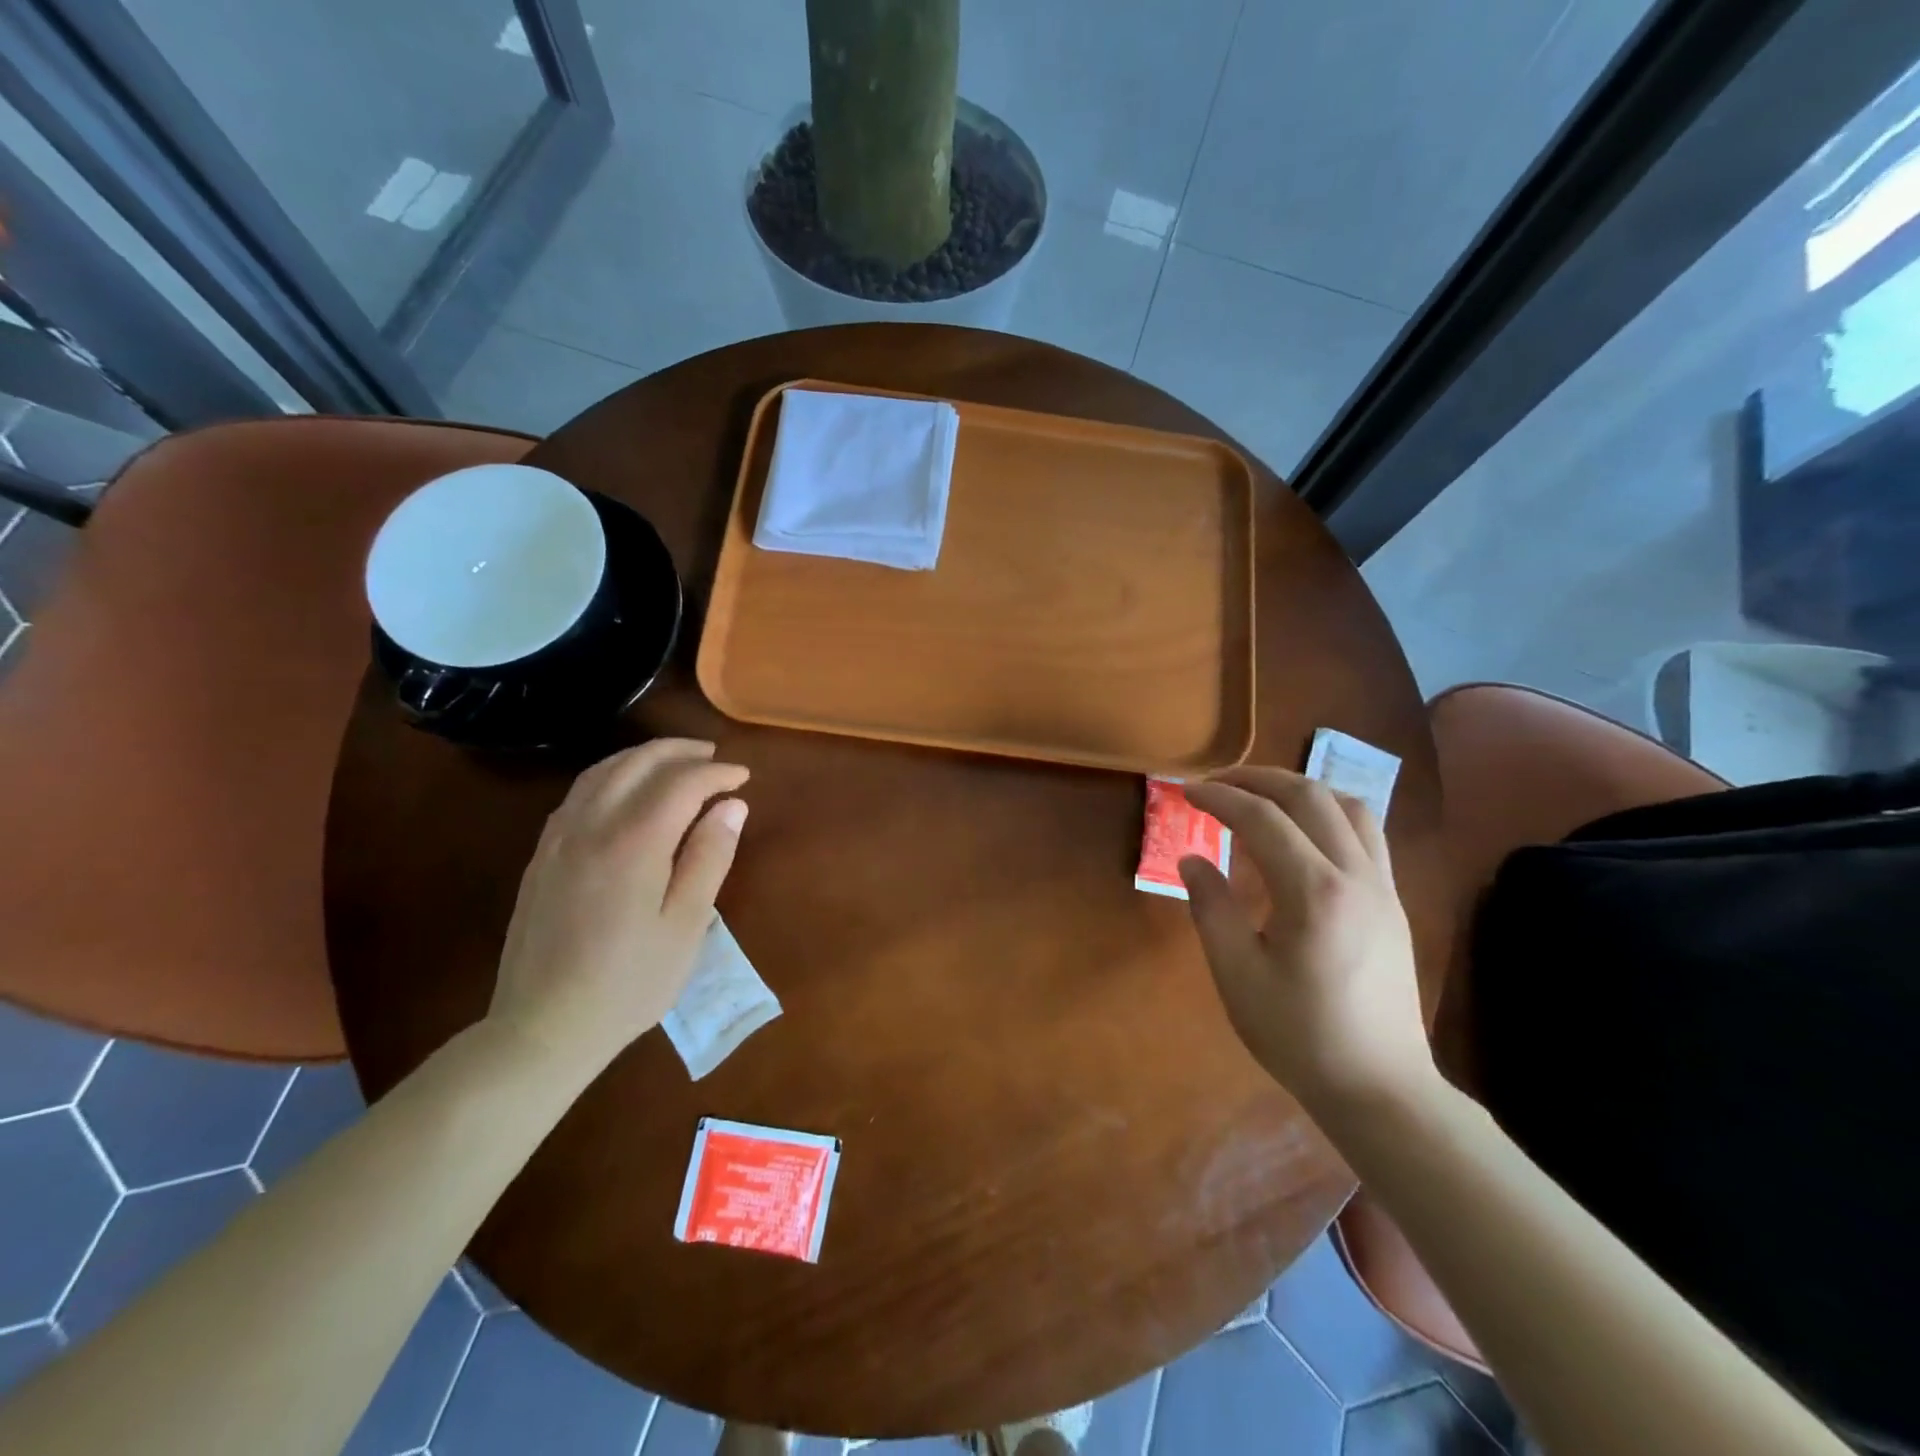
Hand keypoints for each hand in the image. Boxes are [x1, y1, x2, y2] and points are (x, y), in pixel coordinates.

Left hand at [487, 738, 748, 1068]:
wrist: (544, 1026)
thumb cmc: (630, 982)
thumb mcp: (687, 925)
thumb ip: (710, 857)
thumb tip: (732, 806)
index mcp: (634, 842)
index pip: (682, 783)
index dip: (717, 773)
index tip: (743, 778)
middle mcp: (592, 825)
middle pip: (638, 762)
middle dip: (681, 752)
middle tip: (714, 759)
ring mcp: (560, 837)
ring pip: (603, 770)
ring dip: (644, 757)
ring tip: (676, 764)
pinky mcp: (543, 854)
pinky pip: (579, 792)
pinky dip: (612, 775)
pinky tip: (627, 790)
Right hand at [1179, 768, 1435, 1113]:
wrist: (1379, 1086)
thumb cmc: (1299, 1035)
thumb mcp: (1237, 975)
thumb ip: (1211, 908)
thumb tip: (1191, 860)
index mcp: (1314, 893)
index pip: (1263, 819)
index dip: (1220, 798)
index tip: (1187, 793)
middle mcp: (1355, 876)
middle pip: (1310, 797)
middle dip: (1258, 779)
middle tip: (1217, 783)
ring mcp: (1382, 887)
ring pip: (1349, 806)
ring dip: (1300, 789)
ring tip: (1261, 797)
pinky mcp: (1392, 902)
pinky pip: (1366, 834)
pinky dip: (1329, 813)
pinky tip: (1303, 834)